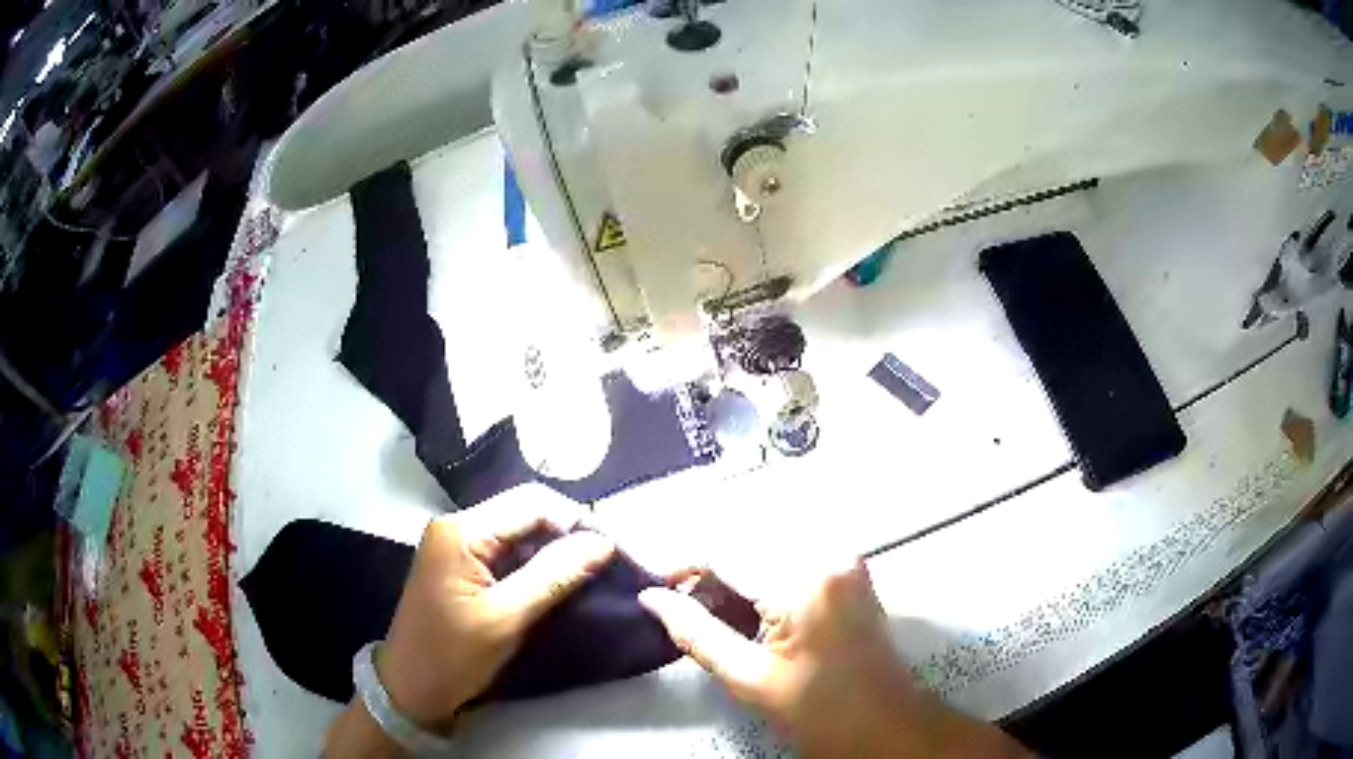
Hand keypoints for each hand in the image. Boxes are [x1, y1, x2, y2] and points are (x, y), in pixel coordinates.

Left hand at [325, 492, 613, 756]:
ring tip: (592, 574)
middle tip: (607, 563)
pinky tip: (560, 583)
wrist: (410, 690)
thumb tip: (603, 542)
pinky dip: (536, 566)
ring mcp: (457, 547)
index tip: (614, 550)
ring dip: (555, 552)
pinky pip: (508, 554)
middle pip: (525, 513)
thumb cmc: (452, 656)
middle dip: (568, 534)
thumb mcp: (507, 618)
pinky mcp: (462, 568)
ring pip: (520, 534)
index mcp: (461, 530)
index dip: (576, 521)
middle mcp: (457, 527)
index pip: (532, 504)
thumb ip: (554, 576)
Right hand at [639, 560, 1030, 758]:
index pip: (724, 547)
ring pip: (767, 538)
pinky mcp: (849, 565)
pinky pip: (792, 549)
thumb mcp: (748, 677)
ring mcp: (844, 555)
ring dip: (733, 563)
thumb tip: (651, 598)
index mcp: (802, 581)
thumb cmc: (817, 710)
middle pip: (746, 533)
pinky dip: (761, 567)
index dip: (682, 562)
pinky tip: (749, 601)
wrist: (883, 722)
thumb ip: (695, 632)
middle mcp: (827, 552)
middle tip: (685, 600)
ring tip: (715, 604)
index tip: (657, 586)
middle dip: (708, 563)